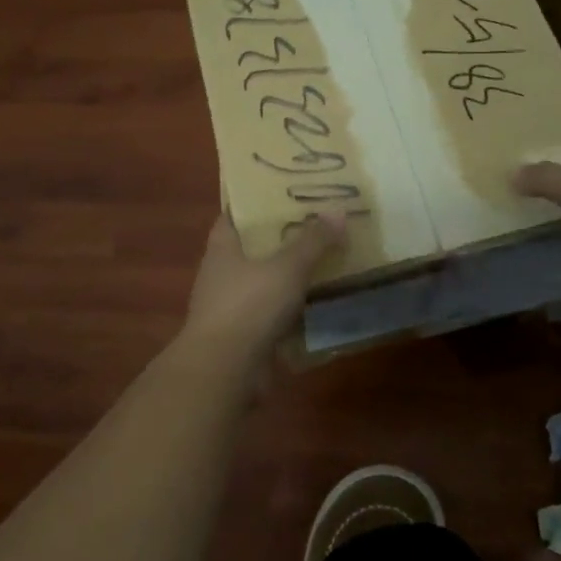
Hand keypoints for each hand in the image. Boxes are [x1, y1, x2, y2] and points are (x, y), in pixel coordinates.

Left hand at [180, 211, 345, 360]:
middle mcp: (222, 274)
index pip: (234, 214)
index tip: (283, 190)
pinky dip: (293, 310)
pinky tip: (321, 303)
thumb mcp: (287, 267)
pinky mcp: (245, 336)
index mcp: (222, 248)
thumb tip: (338, 210)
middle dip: (281, 238)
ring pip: (265, 282)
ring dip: (290, 276)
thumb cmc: (249, 305)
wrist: (225, 370)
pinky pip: (273, 314)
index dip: (255, 202)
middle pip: (253, 248)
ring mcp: (232, 307)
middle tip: (317, 223)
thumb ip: (312, 241)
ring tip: (326, 260)